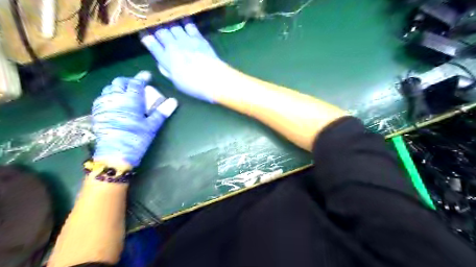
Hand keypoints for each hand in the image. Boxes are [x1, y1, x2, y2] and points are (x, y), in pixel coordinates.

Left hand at [92, 70, 177, 166]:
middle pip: (119, 82)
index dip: (142, 77)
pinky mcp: (97, 112)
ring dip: (117, 87)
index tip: (147, 75)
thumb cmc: (137, 138)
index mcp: (131, 100)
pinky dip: (109, 95)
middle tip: (136, 84)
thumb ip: (162, 112)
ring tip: (125, 92)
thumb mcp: (152, 125)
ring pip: (109, 88)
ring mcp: (104, 104)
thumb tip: (174, 101)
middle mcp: (115, 98)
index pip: (136, 83)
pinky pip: (102, 97)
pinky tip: (114, 102)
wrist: (115, 153)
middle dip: (128, 80)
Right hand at [140, 18, 227, 101]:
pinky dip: (184, 21)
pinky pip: (189, 25)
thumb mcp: (175, 82)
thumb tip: (160, 61)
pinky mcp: (198, 37)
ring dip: (168, 22)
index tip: (143, 33)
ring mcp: (185, 40)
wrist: (213, 80)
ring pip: (173, 26)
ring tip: (166, 21)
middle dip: (155, 27)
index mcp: (166, 60)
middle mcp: (173, 47)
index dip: (146, 37)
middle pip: (160, 32)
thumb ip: (166, 70)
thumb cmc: (194, 86)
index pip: (152, 44)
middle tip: (154, 25)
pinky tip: (182, 20)